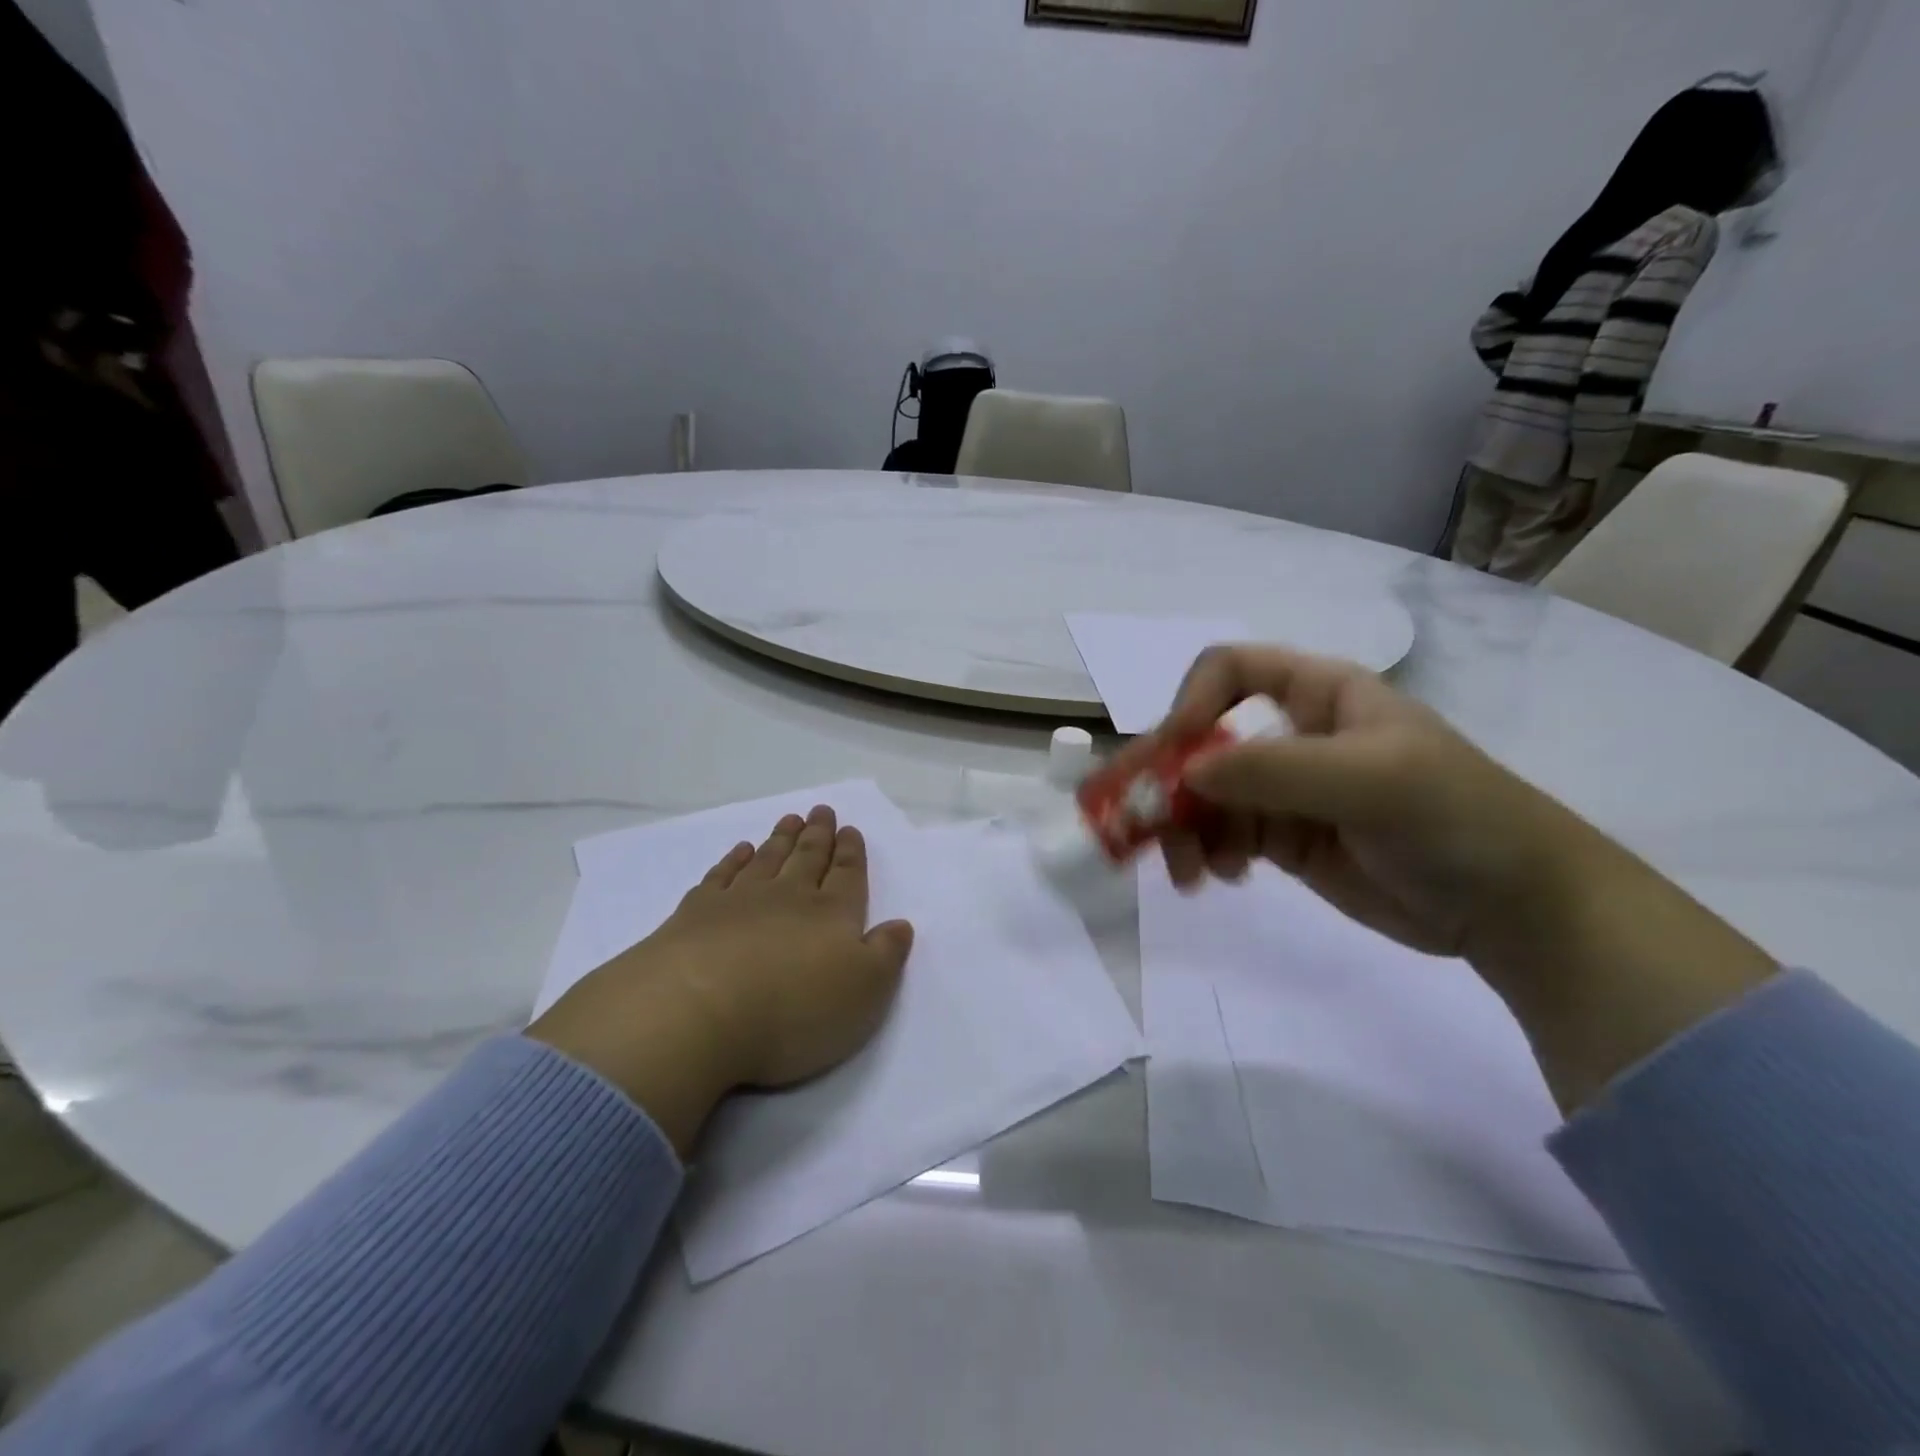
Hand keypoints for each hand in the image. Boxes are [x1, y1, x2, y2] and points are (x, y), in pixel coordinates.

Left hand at [529, 806, 913, 1152]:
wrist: (696, 1012)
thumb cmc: (793, 1011)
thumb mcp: (864, 993)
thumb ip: (886, 955)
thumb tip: (900, 924)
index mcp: (832, 915)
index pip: (847, 875)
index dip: (851, 853)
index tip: (850, 829)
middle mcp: (788, 898)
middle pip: (808, 858)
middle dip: (818, 835)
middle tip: (822, 811)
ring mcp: (739, 901)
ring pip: (768, 860)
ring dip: (781, 839)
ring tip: (790, 820)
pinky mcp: (695, 914)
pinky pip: (721, 876)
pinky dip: (733, 860)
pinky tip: (739, 851)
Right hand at [1128, 645, 1774, 1110]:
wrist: (1515, 906)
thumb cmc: (1455, 818)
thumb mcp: (1372, 780)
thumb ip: (1275, 770)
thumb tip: (1186, 773)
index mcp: (1316, 693)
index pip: (1228, 670)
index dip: (1192, 702)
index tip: (1178, 754)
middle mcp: (1291, 733)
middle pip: (1201, 738)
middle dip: (1165, 777)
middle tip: (1130, 820)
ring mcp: (1283, 789)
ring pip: (1202, 794)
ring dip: (1180, 828)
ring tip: (1189, 873)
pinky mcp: (1281, 838)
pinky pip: (1219, 836)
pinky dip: (1204, 854)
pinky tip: (1218, 879)